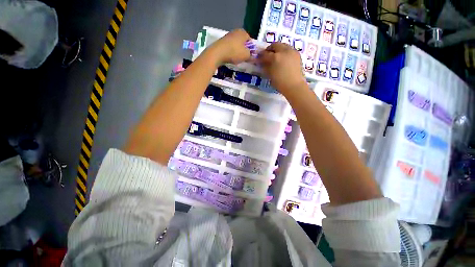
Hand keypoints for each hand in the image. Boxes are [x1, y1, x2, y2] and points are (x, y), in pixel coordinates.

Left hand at [207, 29, 250, 65]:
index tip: (250, 57)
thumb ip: (251, 55)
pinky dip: (231, 52)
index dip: (251, 49)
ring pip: (236, 45)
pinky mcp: (222, 41)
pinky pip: (230, 47)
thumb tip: (252, 56)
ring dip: (237, 52)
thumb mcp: (246, 55)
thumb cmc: (234, 52)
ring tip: (237, 60)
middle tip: (244, 59)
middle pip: (243, 42)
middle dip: (244, 50)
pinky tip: (230, 58)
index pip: (250, 41)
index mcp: (243, 32)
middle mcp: (236, 31)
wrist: (217, 53)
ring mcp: (228, 36)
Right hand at [257, 42, 306, 94]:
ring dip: (278, 49)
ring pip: (283, 45)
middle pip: (275, 45)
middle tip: (267, 55)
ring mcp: (292, 51)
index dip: (261, 56)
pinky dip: (284, 52)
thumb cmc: (280, 83)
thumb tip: (263, 63)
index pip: (265, 54)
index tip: (259, 59)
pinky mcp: (297, 54)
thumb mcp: (270, 75)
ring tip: (276, 57)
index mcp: (275, 57)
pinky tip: (283, 59)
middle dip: (269, 49)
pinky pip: (289, 50)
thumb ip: (266, 67)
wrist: (294, 86)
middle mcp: (284, 51)